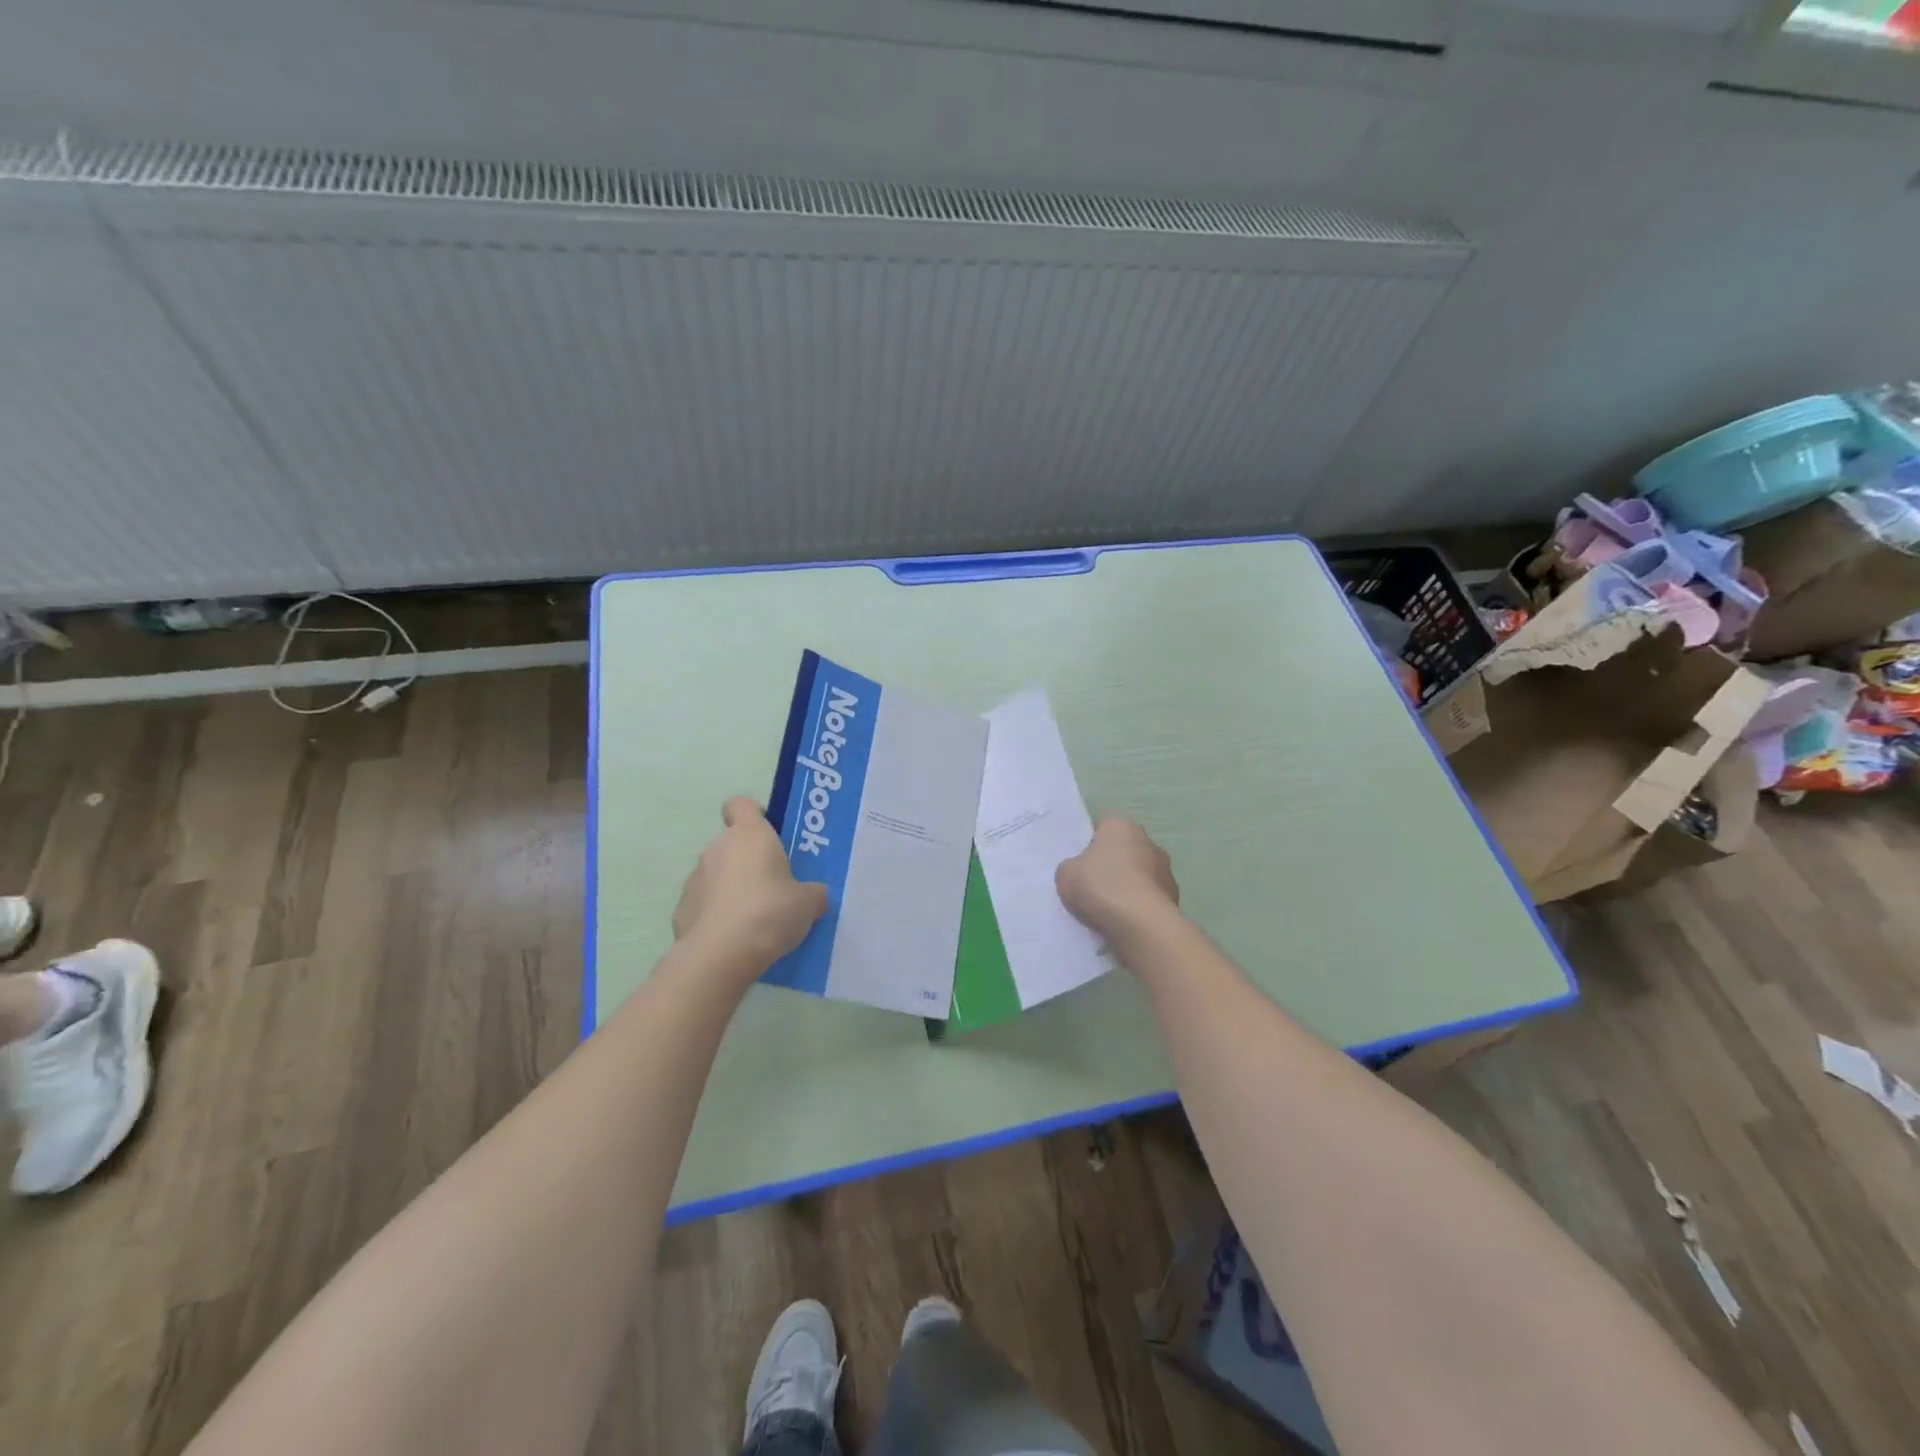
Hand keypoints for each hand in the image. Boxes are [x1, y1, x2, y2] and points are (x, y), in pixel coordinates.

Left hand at [673, 797, 828, 971]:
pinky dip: (715, 915)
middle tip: (773, 887)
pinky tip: (732, 938)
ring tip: (753, 919)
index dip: (754, 815)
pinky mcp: (681, 910)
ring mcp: (694, 879)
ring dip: (731, 889)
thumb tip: (815, 896)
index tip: (769, 835)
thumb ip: (813, 893)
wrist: (721, 955)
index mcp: (749, 835)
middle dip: (748, 861)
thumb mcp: (808, 903)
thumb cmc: (770, 912)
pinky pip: (703, 905)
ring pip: (716, 875)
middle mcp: (716, 849)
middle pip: (732, 844)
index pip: (741, 805)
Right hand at [1056, 817, 1179, 947]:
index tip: (1080, 865)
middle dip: (1111, 866)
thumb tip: (1081, 872)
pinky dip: (1139, 906)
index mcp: (1120, 826)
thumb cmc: (1101, 887)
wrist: (1141, 924)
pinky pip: (1148, 898)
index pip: (1102, 827)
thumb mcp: (1066, 874)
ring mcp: (1165, 869)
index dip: (1089, 845)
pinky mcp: (1174, 896)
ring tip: (1109, 910)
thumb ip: (1071, 867)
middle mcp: (1147, 841)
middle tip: (1092, 888)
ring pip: (1139, 875)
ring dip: (1128, 887)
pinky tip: (1125, 922)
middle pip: (1123, 850)